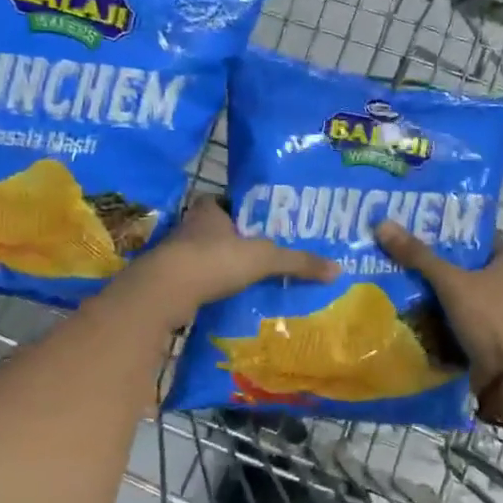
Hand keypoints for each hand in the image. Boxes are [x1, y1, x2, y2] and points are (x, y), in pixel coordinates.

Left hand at [132, 197, 337, 326]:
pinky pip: (196, 282)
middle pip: (216, 231)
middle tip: (262, 254)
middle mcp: (188, 227)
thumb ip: (298, 262)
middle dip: (235, 242)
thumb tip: (338, 269)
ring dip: (222, 267)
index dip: (243, 211)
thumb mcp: (264, 259)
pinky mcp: (168, 282)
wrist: (165, 292)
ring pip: (204, 257)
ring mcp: (175, 255)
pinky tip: (228, 300)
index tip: (262, 224)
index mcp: (208, 210)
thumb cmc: (214, 260)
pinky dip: (210, 289)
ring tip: (249, 280)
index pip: (226, 202)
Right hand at [376, 221, 502, 388]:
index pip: (490, 238)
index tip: (439, 225)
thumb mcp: (449, 281)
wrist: (502, 372)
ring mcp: (495, 312)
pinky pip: (458, 315)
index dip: (468, 230)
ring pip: (463, 291)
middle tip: (413, 249)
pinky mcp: (484, 333)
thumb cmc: (484, 317)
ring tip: (407, 276)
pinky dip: (441, 312)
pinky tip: (417, 308)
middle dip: (446, 259)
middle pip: (472, 265)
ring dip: (441, 287)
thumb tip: (383, 225)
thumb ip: (418, 256)